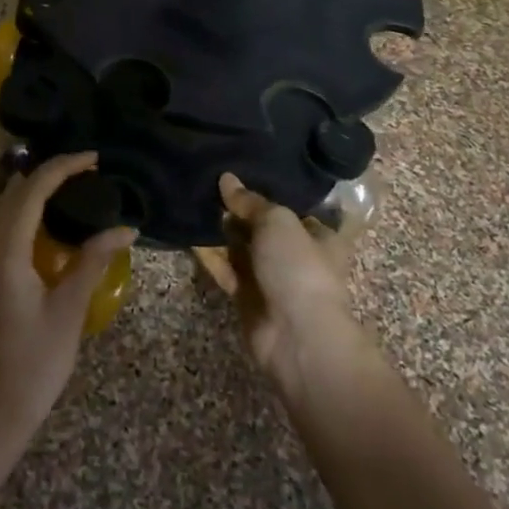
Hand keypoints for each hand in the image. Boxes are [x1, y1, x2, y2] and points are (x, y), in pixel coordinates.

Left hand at [0, 151, 136, 452]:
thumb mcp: (68, 311)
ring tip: (69, 195)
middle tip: (85, 174)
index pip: (32, 191)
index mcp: (3, 252)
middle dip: (46, 177)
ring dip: (30, 198)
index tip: (94, 159)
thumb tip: (125, 228)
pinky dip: (19, 220)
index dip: (63, 167)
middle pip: (10, 196)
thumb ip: (93, 261)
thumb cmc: (31, 366)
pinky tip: (43, 234)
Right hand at [195, 173, 356, 387]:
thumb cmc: (298, 268)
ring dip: (221, 232)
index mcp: (318, 236)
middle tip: (208, 184)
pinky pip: (226, 270)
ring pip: (242, 249)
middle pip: (263, 228)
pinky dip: (210, 255)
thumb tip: (226, 178)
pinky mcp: (247, 298)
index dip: (268, 192)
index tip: (240, 173)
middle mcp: (296, 256)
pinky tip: (190, 234)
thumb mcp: (277, 222)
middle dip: (238, 211)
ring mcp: (271, 279)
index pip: (292, 209)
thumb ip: (250, 201)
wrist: (296, 335)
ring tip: (194, 202)